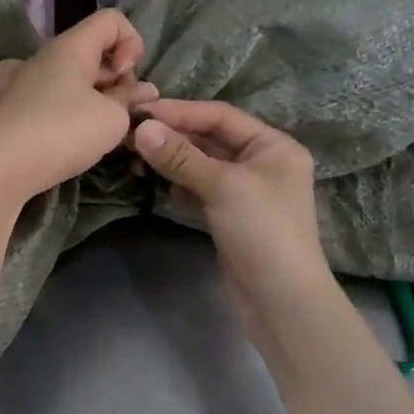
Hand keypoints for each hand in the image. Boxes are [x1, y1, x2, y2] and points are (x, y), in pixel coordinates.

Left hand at [0, 10, 156, 206]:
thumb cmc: (61, 132)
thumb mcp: (112, 119)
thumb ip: (130, 102)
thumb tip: (141, 92)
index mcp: (70, 47)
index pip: (111, 20)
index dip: (132, 43)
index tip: (127, 78)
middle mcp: (43, 57)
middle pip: (92, 52)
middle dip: (116, 78)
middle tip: (124, 112)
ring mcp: (20, 82)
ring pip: (68, 77)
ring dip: (92, 96)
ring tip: (100, 128)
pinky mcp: (8, 110)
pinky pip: (43, 97)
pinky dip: (59, 107)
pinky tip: (61, 129)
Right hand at [132, 99, 332, 333]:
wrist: (282, 301)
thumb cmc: (263, 232)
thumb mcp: (223, 187)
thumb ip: (181, 156)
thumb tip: (141, 128)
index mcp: (273, 146)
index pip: (220, 116)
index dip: (180, 112)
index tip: (140, 113)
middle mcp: (262, 163)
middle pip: (210, 139)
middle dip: (173, 137)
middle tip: (131, 137)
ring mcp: (246, 192)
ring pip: (202, 166)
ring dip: (172, 162)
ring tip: (137, 160)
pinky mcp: (231, 216)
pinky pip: (200, 190)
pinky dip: (179, 186)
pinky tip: (158, 186)